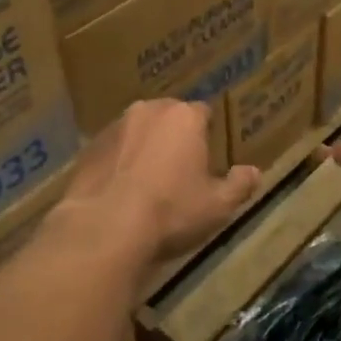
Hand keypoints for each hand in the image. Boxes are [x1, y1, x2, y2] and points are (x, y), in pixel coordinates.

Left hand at [56, 100, 260, 266]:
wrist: (104, 229)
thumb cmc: (171, 212)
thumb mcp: (218, 205)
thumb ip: (239, 185)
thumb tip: (253, 172)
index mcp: (184, 117)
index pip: (204, 112)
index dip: (208, 133)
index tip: (209, 156)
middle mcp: (148, 111)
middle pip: (168, 117)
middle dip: (175, 136)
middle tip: (181, 168)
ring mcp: (113, 128)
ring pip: (137, 132)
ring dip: (144, 148)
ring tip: (148, 182)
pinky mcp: (87, 149)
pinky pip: (112, 151)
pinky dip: (119, 164)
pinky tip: (121, 192)